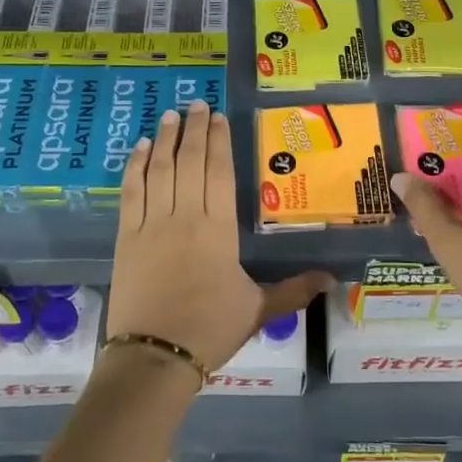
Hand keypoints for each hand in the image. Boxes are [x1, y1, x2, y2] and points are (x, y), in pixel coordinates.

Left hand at [109, 100, 332, 373]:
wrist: (155, 356)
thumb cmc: (210, 329)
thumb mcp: (258, 309)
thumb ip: (294, 290)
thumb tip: (334, 279)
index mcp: (219, 229)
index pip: (219, 172)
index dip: (218, 141)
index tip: (218, 118)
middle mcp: (186, 216)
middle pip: (190, 161)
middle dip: (194, 129)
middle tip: (196, 104)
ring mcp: (153, 223)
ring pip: (160, 169)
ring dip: (166, 139)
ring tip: (171, 115)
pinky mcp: (127, 236)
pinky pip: (131, 191)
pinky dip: (136, 166)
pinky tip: (142, 148)